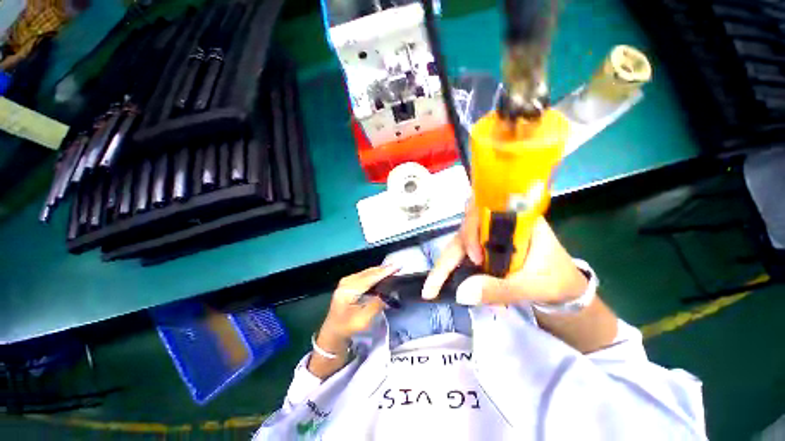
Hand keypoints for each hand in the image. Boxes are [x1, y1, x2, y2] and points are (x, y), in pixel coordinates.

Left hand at [320, 265, 399, 340]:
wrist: (333, 331)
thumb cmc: (347, 327)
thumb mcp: (363, 319)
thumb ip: (377, 305)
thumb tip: (390, 294)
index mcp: (348, 289)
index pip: (370, 277)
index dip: (385, 272)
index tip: (397, 266)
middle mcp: (347, 281)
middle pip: (368, 272)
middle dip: (384, 269)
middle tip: (398, 266)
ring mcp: (347, 281)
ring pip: (367, 272)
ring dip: (380, 271)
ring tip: (393, 269)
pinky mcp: (348, 283)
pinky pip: (364, 275)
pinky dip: (375, 274)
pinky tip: (382, 275)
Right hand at [422, 201, 587, 305]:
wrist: (564, 287)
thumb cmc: (556, 281)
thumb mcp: (533, 287)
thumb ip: (500, 289)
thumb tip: (461, 293)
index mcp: (518, 220)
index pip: (485, 214)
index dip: (472, 232)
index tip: (475, 260)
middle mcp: (498, 223)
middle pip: (464, 231)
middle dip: (447, 258)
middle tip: (432, 287)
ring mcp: (489, 235)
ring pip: (459, 242)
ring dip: (447, 265)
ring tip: (437, 288)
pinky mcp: (484, 246)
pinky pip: (462, 252)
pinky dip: (454, 269)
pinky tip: (450, 283)